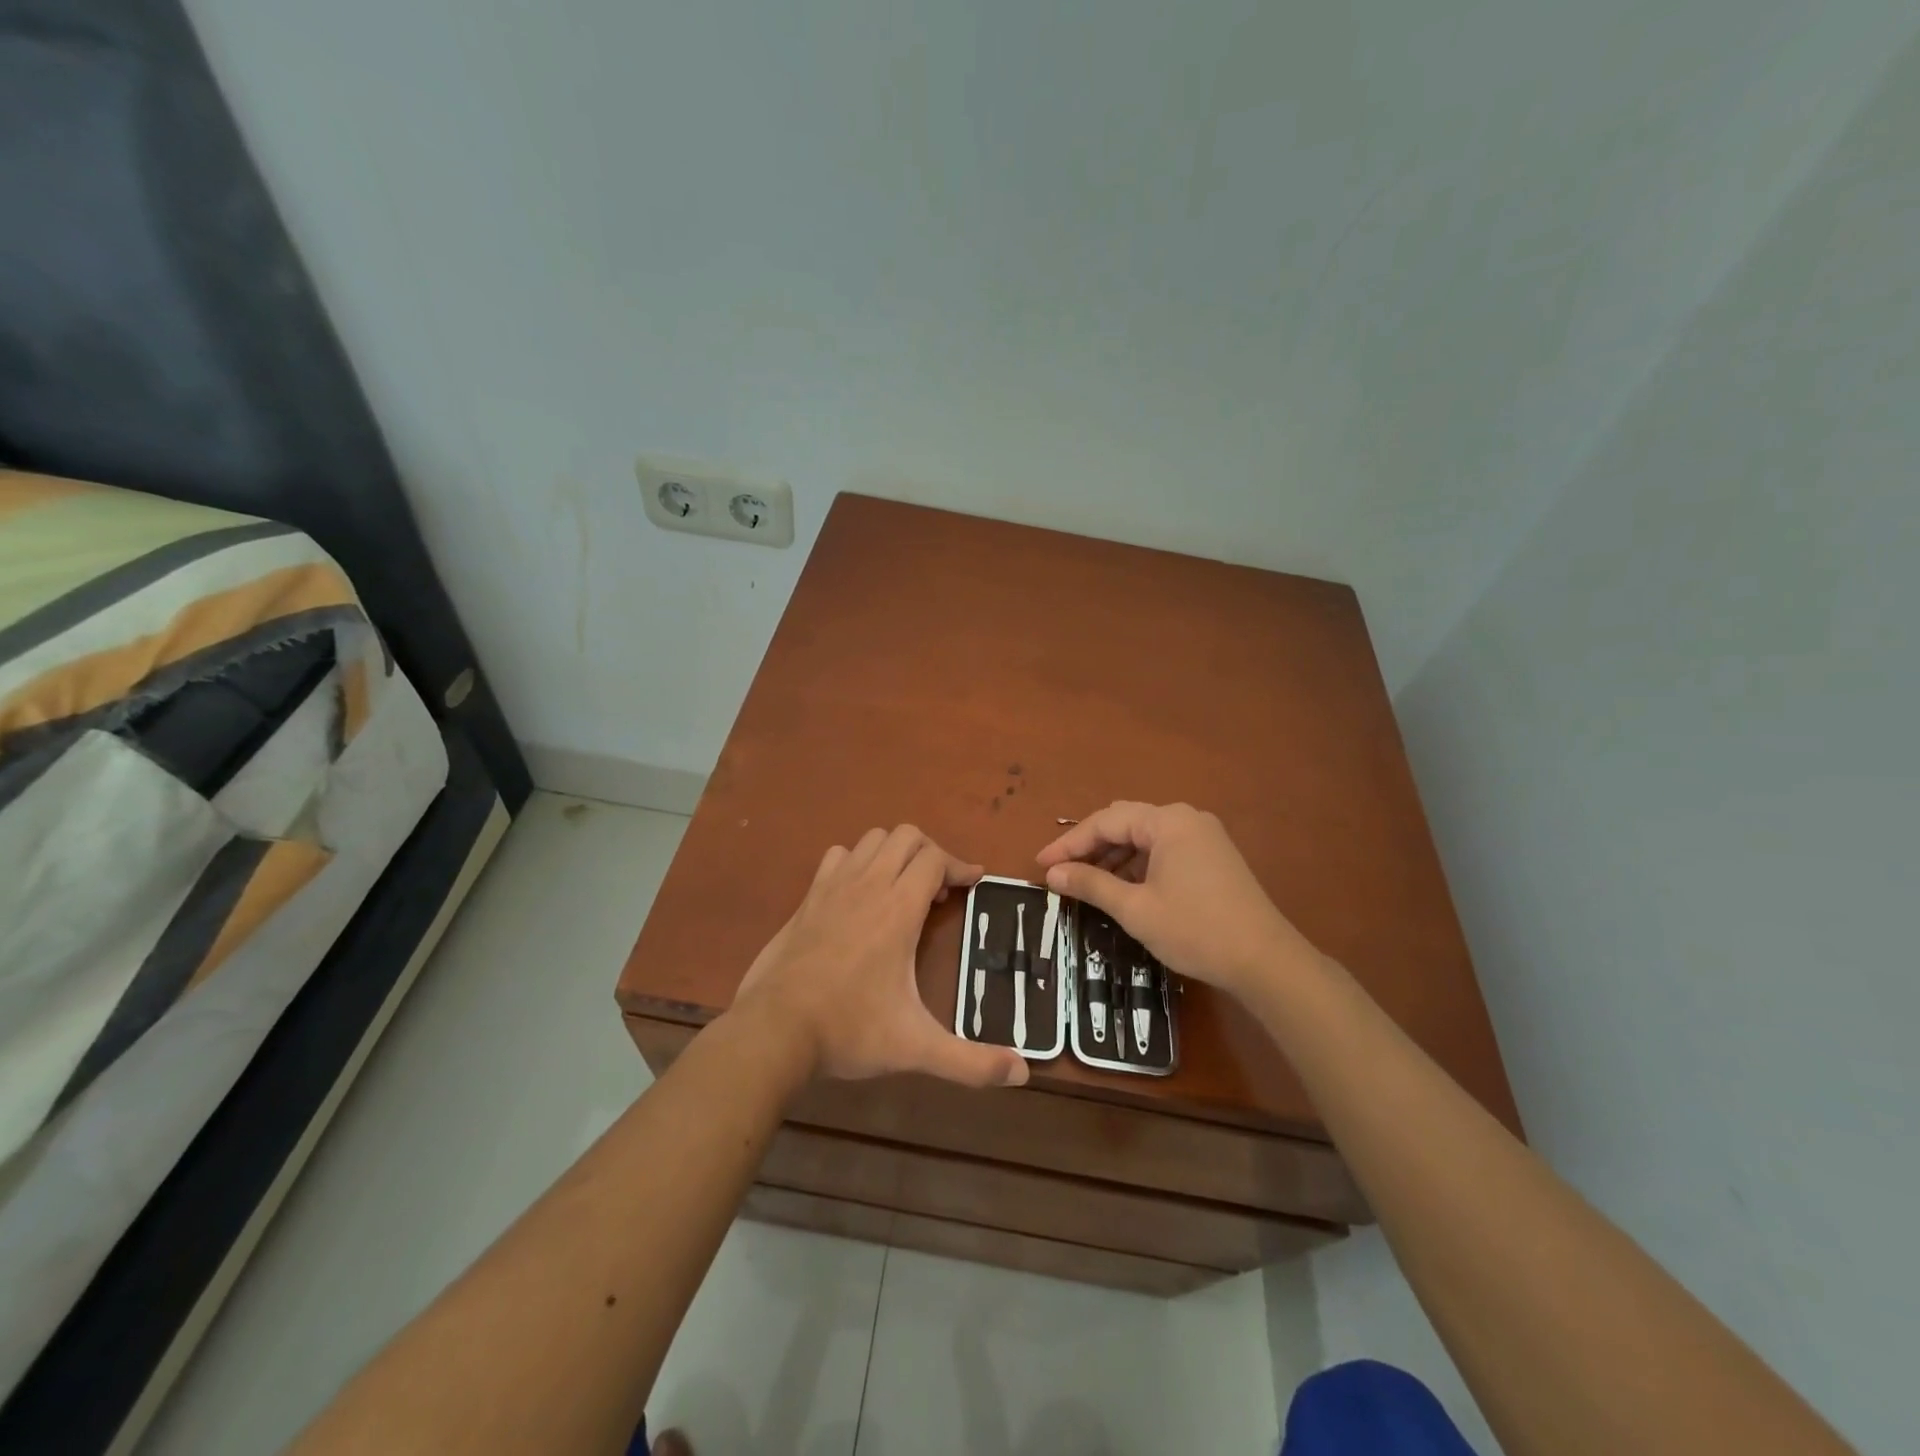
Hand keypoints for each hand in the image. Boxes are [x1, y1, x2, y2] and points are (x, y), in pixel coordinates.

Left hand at [734, 825, 1028, 1087]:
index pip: (935, 858)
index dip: (961, 866)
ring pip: (872, 839)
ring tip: (904, 889)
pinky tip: (860, 894)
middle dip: (931, 854)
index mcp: (898, 908)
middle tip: (940, 891)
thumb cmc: (850, 1029)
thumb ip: (970, 1062)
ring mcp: (834, 886)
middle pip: (906, 836)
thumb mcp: (916, 1047)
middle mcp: (868, 884)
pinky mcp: (809, 898)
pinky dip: (857, 862)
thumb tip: (1023, 1074)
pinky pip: (839, 856)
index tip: (975, 883)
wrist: (774, 1029)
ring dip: (895, 853)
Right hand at [1035, 801, 1313, 1000]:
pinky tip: (1123, 887)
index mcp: (1167, 821)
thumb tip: (1052, 873)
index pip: (1106, 821)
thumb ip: (1091, 884)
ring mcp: (1204, 836)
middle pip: (1125, 822)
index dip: (1069, 843)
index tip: (1041, 865)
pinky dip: (1138, 864)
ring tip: (1087, 882)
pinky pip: (1164, 849)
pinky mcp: (1213, 856)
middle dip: (1090, 846)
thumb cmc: (1195, 930)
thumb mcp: (1135, 909)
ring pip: (1145, 837)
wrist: (1265, 961)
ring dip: (1114, 857)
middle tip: (1061, 871)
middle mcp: (1186, 818)